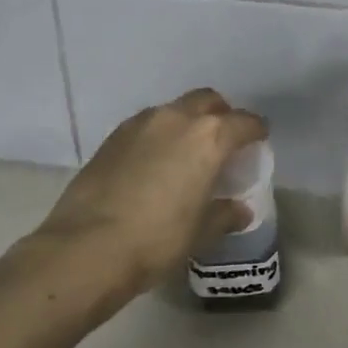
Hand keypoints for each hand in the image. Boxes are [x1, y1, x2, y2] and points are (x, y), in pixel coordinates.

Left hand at [36, 88, 268, 300]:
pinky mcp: (113, 136)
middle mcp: (176, 119)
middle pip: (207, 101)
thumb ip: (225, 215)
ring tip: (186, 152)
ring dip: (186, 122)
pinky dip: (158, 134)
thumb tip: (240, 210)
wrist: (88, 245)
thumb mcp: (201, 232)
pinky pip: (146, 125)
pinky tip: (154, 162)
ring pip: (174, 109)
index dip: (255, 131)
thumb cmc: (157, 239)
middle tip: (223, 141)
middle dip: (220, 115)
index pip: (244, 122)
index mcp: (208, 138)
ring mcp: (140, 123)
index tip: (259, 140)